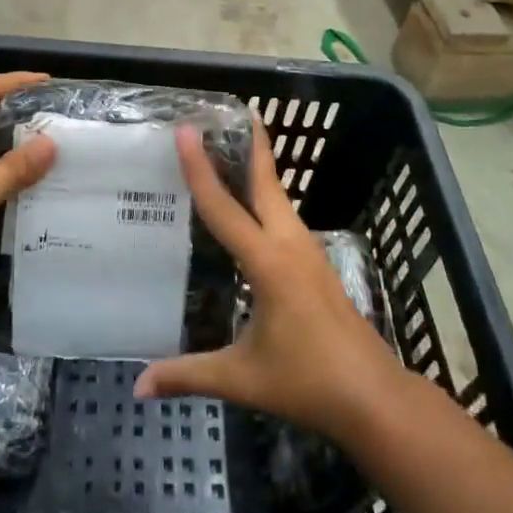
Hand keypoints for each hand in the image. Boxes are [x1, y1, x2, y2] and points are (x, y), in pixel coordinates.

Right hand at [135, 120, 405, 446]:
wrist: (374, 398)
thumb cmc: (307, 382)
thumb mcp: (242, 378)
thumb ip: (188, 375)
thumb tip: (138, 386)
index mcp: (269, 263)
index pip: (225, 207)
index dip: (201, 169)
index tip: (186, 132)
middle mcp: (291, 245)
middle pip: (266, 183)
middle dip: (249, 145)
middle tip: (227, 114)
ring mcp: (309, 253)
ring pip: (279, 197)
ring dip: (259, 168)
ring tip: (234, 147)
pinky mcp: (317, 265)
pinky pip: (286, 216)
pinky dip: (267, 196)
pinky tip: (255, 205)